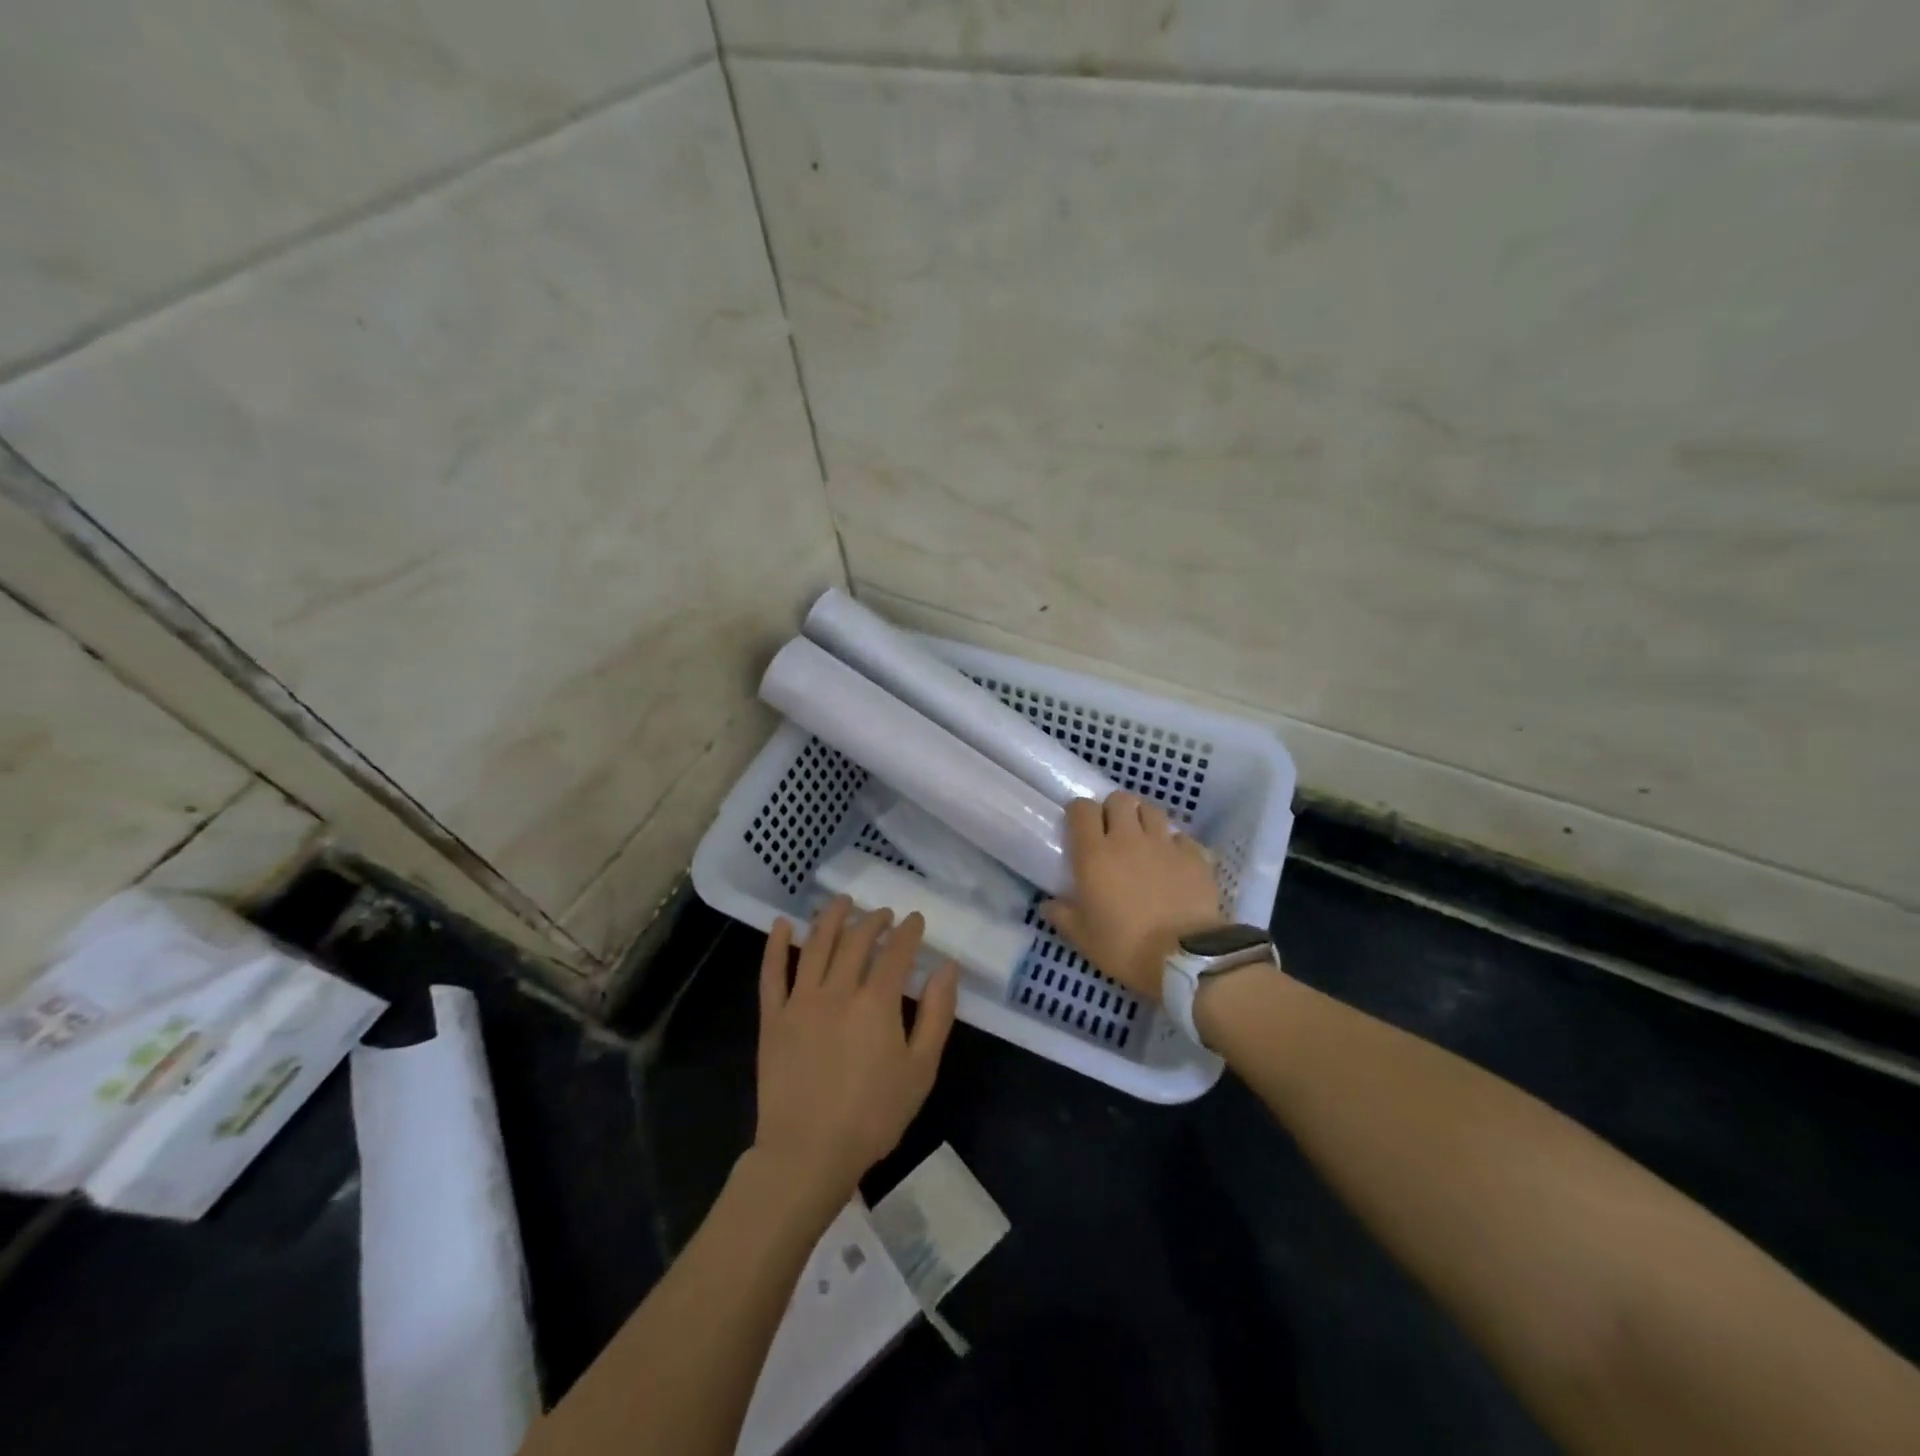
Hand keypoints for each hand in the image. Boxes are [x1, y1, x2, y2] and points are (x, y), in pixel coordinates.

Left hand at [753, 897, 959, 1214]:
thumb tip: (947, 968)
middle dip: (874, 921)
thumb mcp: (921, 1069)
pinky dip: (776, 945)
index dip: (908, 931)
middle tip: (884, 914)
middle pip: (856, 940)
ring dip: (831, 918)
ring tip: (842, 902)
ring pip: (816, 945)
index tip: (915, 920)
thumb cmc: (873, 1116)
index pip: (896, 951)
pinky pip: (772, 973)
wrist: (808, 1153)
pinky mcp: (773, 1018)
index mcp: (877, 1002)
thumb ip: (937, 1015)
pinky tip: (783, 925)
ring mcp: (801, 1001)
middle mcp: (838, 990)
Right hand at [1043, 792, 1224, 1002]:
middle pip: (1119, 799)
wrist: (1185, 959)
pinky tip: (1173, 860)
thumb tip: (1047, 904)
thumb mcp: (1084, 938)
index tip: (1079, 826)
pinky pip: (1181, 837)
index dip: (1079, 812)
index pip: (1082, 809)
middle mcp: (1128, 839)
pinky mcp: (1194, 856)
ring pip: (1152, 810)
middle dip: (1113, 809)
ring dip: (1144, 819)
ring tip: (1143, 839)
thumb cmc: (1126, 947)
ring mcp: (1164, 844)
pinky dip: (1175, 844)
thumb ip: (1062, 916)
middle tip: (1112, 830)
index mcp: (1095, 854)